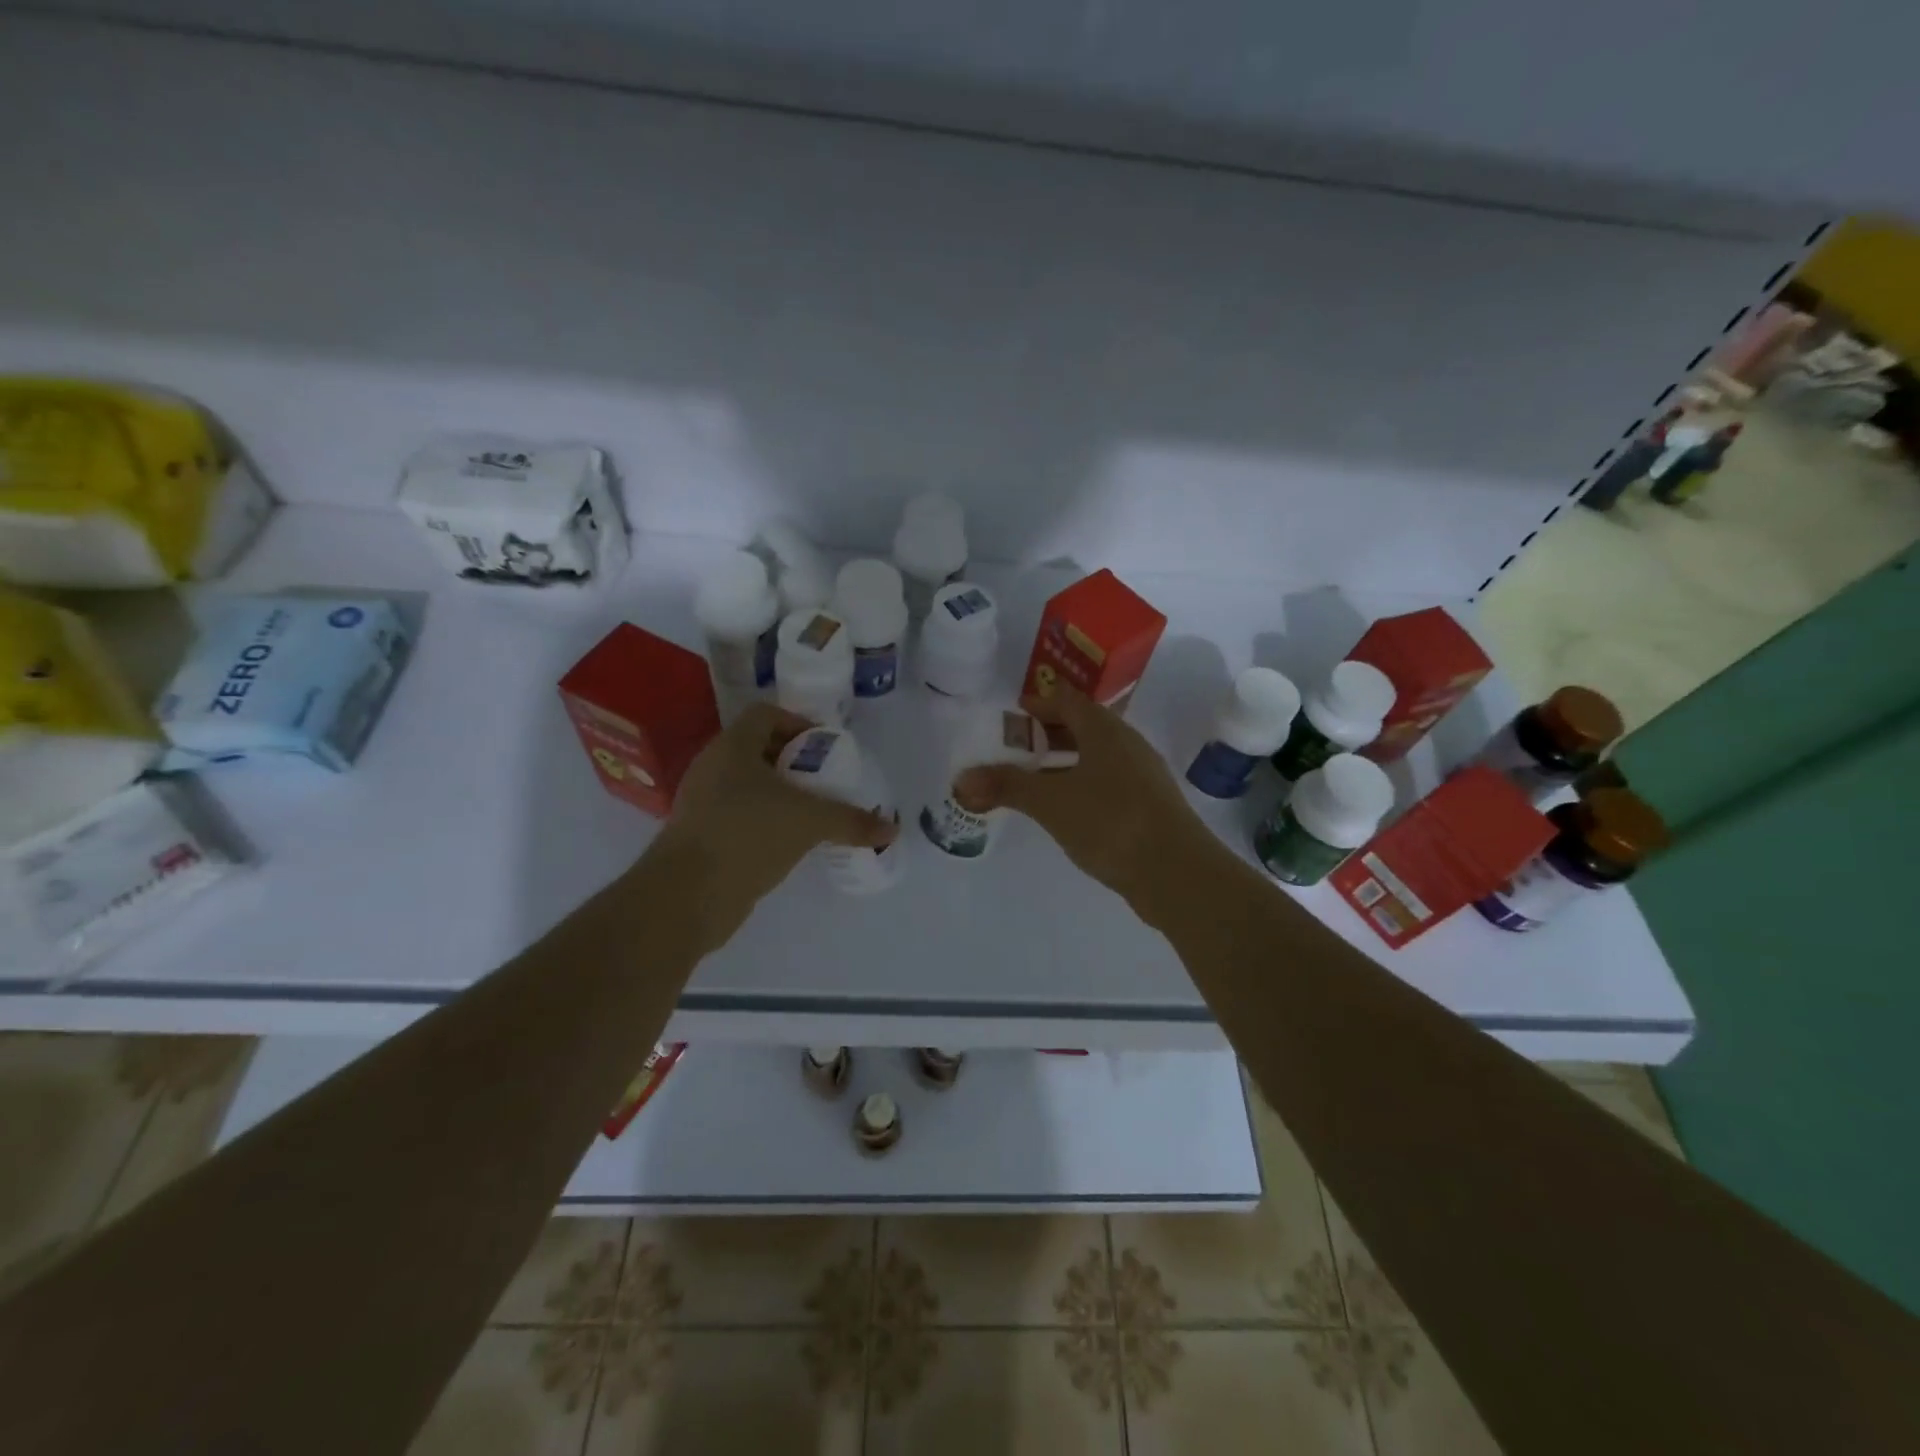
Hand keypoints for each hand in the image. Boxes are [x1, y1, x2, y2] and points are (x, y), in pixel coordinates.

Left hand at [652, 705, 896, 940]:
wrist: (687, 895)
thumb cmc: (748, 835)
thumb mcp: (810, 822)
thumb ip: (851, 821)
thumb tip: (891, 830)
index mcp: (733, 747)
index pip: (766, 715)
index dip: (798, 723)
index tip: (825, 748)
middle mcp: (713, 767)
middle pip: (758, 749)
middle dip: (794, 762)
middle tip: (825, 780)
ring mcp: (702, 802)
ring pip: (748, 785)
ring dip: (780, 793)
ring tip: (813, 812)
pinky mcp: (700, 835)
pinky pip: (739, 814)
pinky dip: (765, 820)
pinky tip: (789, 841)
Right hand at [953, 686, 1201, 903]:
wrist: (1177, 872)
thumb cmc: (1111, 821)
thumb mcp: (1050, 802)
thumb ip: (1007, 786)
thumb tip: (961, 779)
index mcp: (1105, 731)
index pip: (1069, 701)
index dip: (1041, 702)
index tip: (1015, 712)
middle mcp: (1128, 745)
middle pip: (1084, 727)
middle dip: (1050, 733)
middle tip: (1017, 746)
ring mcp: (1143, 776)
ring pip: (1097, 757)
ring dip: (1066, 761)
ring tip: (1035, 778)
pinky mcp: (1149, 806)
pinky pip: (1108, 782)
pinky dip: (1082, 784)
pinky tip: (1068, 809)